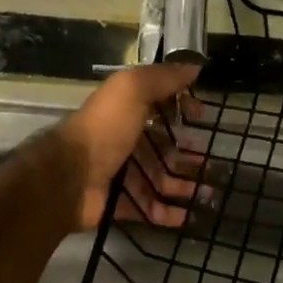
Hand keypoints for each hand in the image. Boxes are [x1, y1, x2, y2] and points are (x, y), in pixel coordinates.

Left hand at [57, 62, 202, 230]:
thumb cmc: (105, 129)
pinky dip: (168, 214)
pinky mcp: (119, 203)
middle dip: (188, 155)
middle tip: (213, 163)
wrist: (70, 177)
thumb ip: (162, 77)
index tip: (202, 117)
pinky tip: (188, 216)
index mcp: (126, 112)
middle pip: (162, 148)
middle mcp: (124, 141)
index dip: (181, 110)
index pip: (159, 108)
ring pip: (159, 180)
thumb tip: (194, 66)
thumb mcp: (132, 90)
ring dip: (184, 186)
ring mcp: (121, 174)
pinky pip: (148, 209)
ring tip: (209, 194)